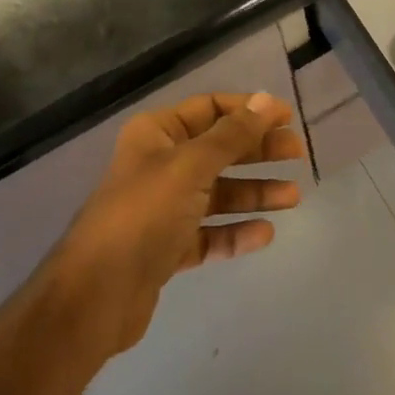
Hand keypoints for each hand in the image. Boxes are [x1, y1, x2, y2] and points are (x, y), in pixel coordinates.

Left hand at [47, 92, 303, 355]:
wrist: (96, 295)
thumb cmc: (144, 214)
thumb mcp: (191, 166)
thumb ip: (232, 135)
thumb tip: (265, 100)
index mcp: (157, 134)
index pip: (210, 108)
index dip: (248, 111)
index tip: (287, 118)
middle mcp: (160, 165)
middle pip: (218, 150)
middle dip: (257, 150)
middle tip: (297, 154)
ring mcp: (164, 209)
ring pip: (218, 193)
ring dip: (254, 193)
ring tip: (293, 198)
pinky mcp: (168, 248)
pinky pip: (210, 233)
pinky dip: (235, 233)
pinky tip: (265, 234)